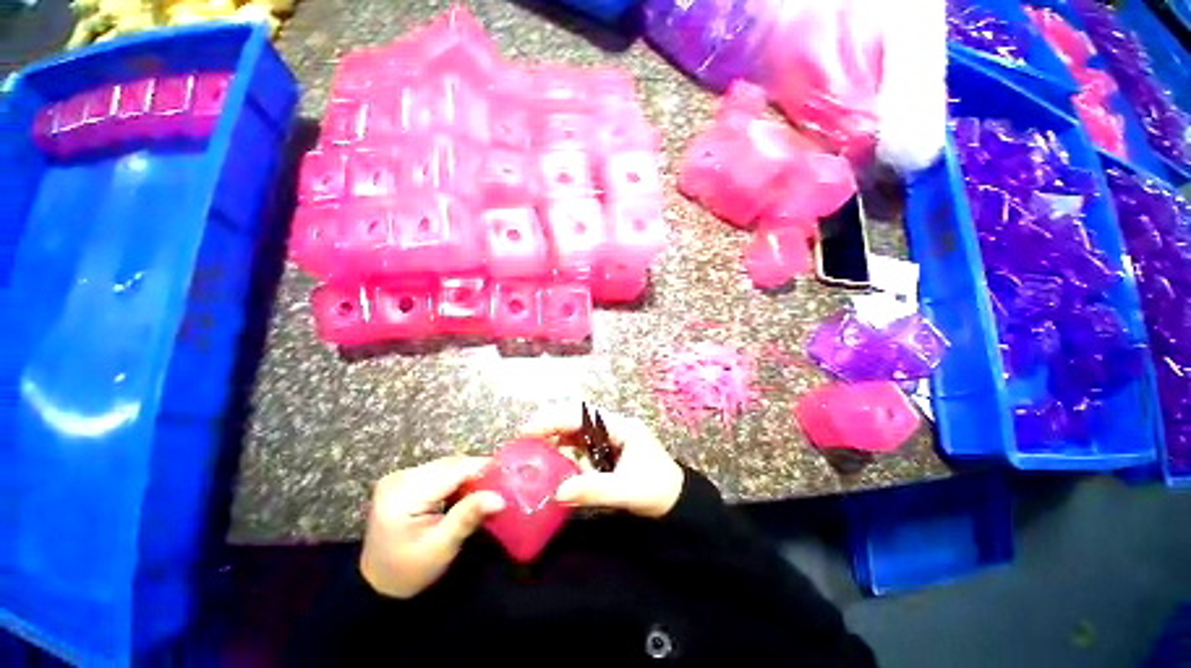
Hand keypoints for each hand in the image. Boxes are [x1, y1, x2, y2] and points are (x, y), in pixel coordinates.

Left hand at [360, 456, 504, 598]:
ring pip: (447, 465)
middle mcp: (399, 478)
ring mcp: (399, 477)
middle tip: (500, 484)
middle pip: (450, 464)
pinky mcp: (402, 480)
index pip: (452, 470)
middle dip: (477, 472)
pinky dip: (456, 478)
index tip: (508, 474)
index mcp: (403, 494)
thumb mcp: (441, 548)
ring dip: (467, 474)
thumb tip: (500, 497)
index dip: (482, 469)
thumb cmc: (410, 572)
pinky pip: (439, 471)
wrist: (378, 586)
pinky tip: (465, 492)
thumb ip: (468, 517)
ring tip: (486, 488)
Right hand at [520, 405, 684, 518]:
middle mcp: (614, 427)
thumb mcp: (627, 490)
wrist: (677, 502)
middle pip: (577, 420)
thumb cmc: (656, 491)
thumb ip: (594, 490)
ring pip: (578, 433)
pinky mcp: (609, 452)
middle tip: (526, 440)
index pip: (582, 415)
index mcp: (621, 427)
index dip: (554, 419)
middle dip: (552, 427)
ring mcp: (611, 439)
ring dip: (558, 440)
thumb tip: (557, 492)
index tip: (529, 430)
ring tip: (535, 451)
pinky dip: (567, 453)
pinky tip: (555, 463)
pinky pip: (583, 448)